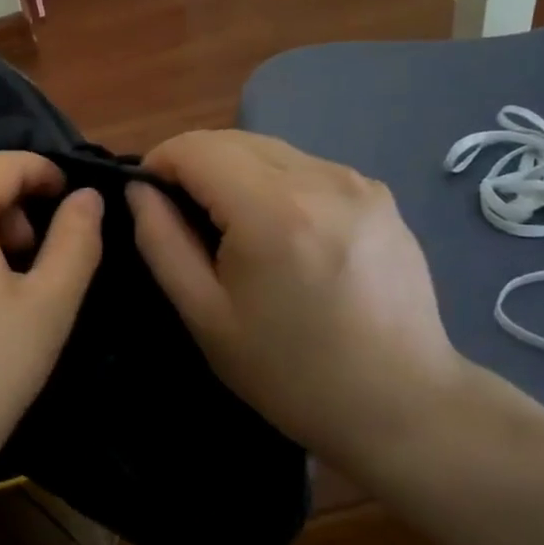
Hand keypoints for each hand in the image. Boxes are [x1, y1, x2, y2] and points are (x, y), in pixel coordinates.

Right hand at [127, 129, 468, 461]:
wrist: (402, 405)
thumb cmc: (291, 373)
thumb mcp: (206, 315)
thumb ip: (162, 242)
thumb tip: (141, 191)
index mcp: (272, 211)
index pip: (196, 147)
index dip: (159, 163)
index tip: (148, 198)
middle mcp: (320, 178)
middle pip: (232, 139)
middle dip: (195, 165)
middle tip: (185, 217)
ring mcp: (357, 182)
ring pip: (270, 149)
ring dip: (236, 172)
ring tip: (235, 229)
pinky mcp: (379, 194)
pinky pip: (306, 168)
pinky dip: (276, 183)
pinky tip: (284, 233)